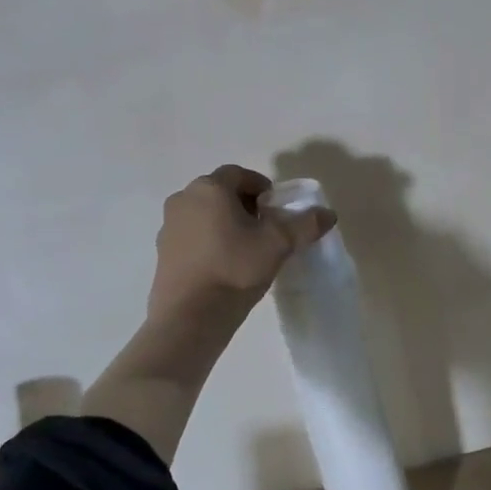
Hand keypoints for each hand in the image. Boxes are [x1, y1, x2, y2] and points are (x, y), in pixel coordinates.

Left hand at [147, 165, 335, 323]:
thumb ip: (304, 225)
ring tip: (245, 248)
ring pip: (204, 213)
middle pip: (219, 192)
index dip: (261, 187)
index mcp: (209, 188)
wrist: (190, 315)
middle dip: (244, 204)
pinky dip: (208, 240)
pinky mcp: (162, 251)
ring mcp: (168, 225)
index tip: (276, 209)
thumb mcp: (277, 245)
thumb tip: (328, 214)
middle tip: (265, 228)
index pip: (239, 174)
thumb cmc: (235, 269)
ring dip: (224, 222)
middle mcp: (183, 199)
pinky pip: (191, 235)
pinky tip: (223, 265)